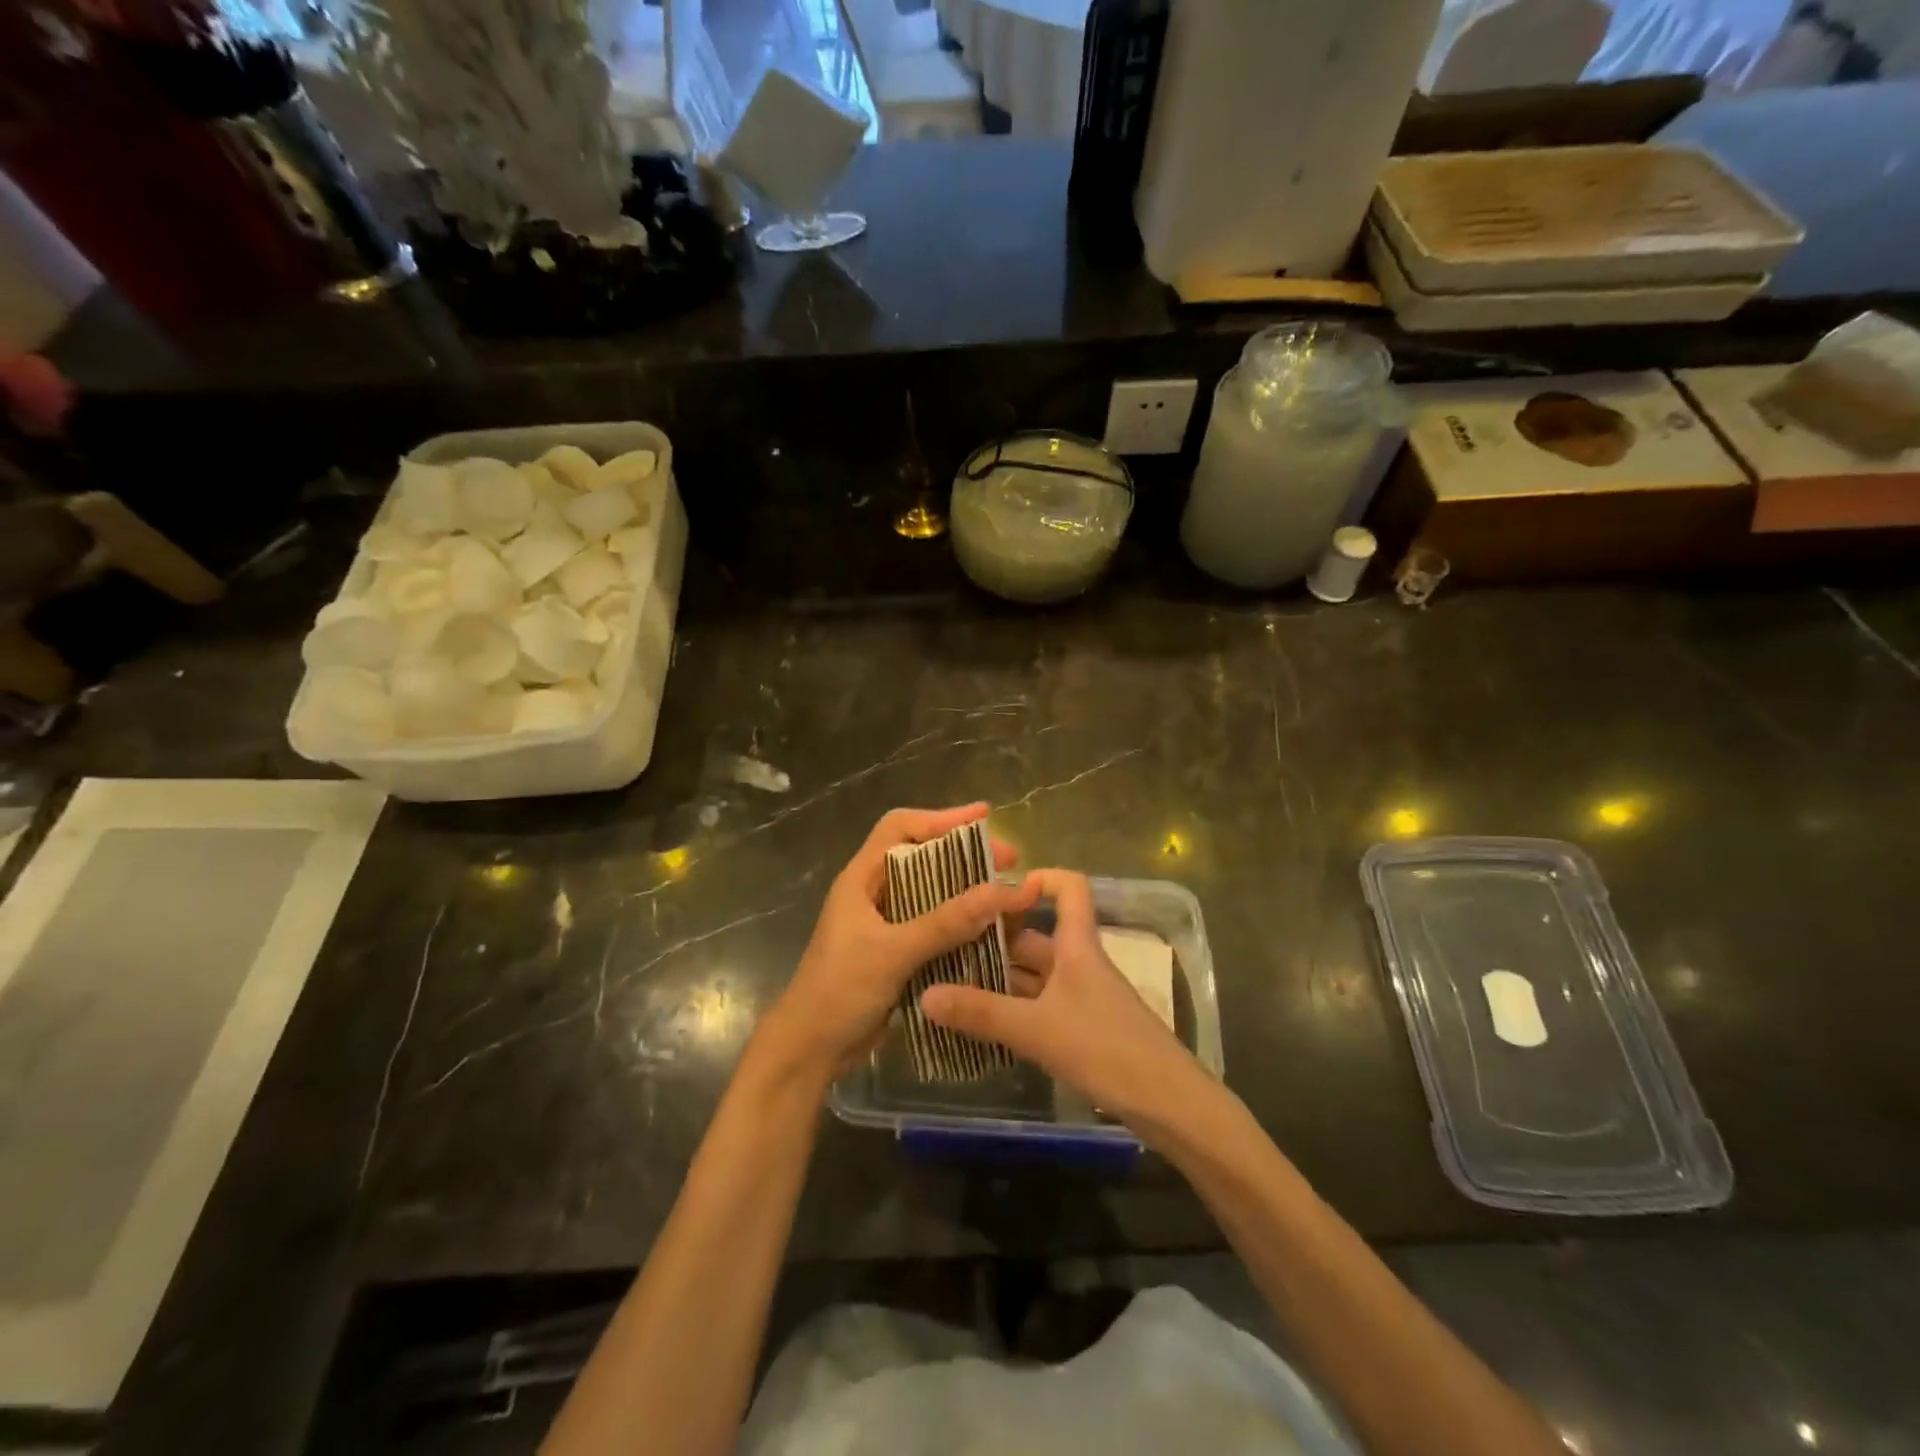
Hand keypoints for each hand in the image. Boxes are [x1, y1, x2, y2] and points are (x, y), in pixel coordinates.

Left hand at [759, 803, 1038, 1085]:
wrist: (810, 1051)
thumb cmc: (839, 991)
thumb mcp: (892, 952)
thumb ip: (944, 923)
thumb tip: (1001, 891)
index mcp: (862, 878)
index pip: (900, 827)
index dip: (941, 817)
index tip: (984, 817)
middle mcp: (873, 893)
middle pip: (922, 857)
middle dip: (965, 855)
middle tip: (1008, 859)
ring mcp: (884, 924)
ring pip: (931, 893)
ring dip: (966, 889)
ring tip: (1006, 892)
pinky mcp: (894, 952)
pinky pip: (933, 926)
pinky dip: (960, 923)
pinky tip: (990, 931)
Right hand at [920, 868, 1198, 1129]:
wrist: (1169, 1104)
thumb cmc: (1106, 1048)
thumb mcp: (1037, 1030)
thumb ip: (981, 1013)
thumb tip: (924, 993)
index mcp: (1077, 946)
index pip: (1069, 887)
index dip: (1038, 878)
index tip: (997, 889)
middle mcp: (1080, 963)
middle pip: (1037, 935)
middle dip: (996, 937)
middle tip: (947, 943)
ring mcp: (1082, 997)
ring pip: (1036, 974)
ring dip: (1000, 976)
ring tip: (952, 980)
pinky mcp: (1083, 1028)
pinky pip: (1041, 1004)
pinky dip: (1013, 1007)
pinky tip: (982, 1021)